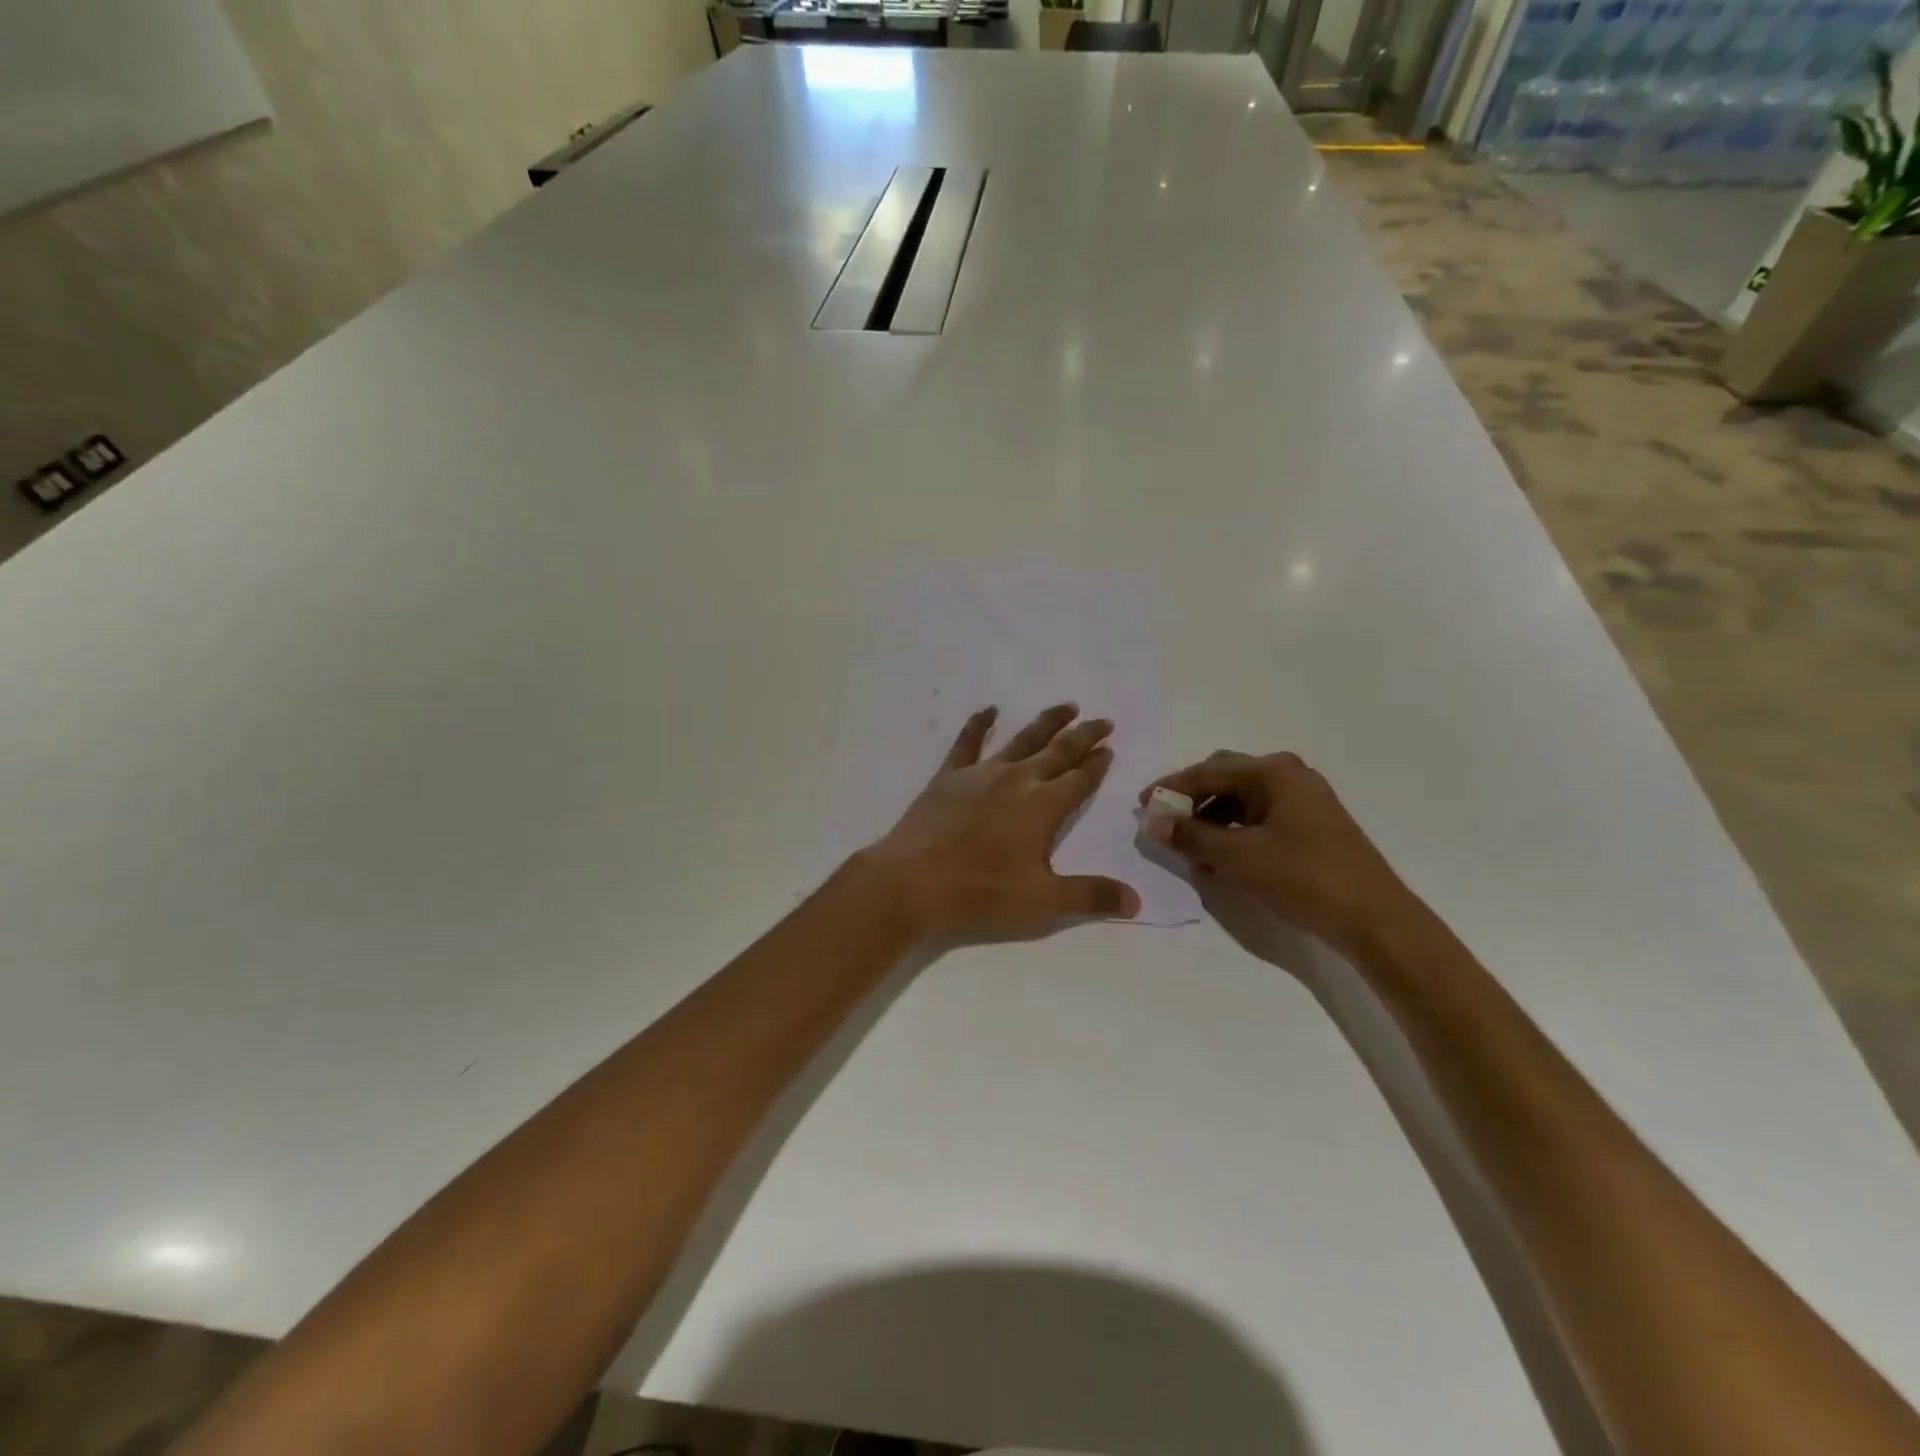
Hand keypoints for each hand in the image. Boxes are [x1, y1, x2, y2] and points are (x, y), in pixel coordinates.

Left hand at [866, 703, 1141, 938]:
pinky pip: (967, 743)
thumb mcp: (1042, 902)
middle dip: (1083, 736)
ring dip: (1046, 723)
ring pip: (1021, 740)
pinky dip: (979, 724)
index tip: (1110, 749)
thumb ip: (1090, 896)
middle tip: (1103, 721)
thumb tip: (1137, 900)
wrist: (912, 881)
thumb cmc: (981, 893)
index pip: (1079, 780)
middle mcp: (1017, 781)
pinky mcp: (949, 777)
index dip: (1097, 765)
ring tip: (1067, 706)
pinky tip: (988, 711)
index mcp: (1043, 807)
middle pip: (1058, 752)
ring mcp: (981, 774)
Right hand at [1141, 751, 1423, 958]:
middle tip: (1164, 823)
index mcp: (1273, 772)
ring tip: (1190, 849)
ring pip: (1241, 802)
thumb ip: (1191, 836)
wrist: (1375, 920)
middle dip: (1192, 801)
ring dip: (1211, 821)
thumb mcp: (1238, 857)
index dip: (1171, 788)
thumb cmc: (1304, 878)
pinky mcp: (1310, 827)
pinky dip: (1233, 834)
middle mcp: (1289, 776)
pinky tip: (1220, 860)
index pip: (1208, 771)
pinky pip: (1258, 819)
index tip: (1141, 805)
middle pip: (1225, 779)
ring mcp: (1303, 801)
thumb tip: (1152, 821)